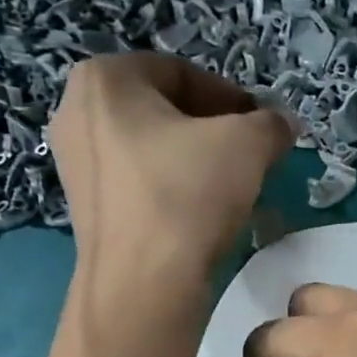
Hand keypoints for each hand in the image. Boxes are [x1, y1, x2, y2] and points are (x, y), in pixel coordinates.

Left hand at [46, 53, 292, 291]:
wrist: (144, 284)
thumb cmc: (188, 195)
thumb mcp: (248, 145)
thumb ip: (271, 124)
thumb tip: (283, 124)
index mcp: (105, 79)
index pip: (182, 73)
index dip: (231, 97)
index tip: (262, 127)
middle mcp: (76, 112)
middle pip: (164, 110)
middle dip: (213, 130)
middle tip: (251, 156)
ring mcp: (74, 164)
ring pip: (152, 149)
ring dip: (196, 161)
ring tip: (230, 188)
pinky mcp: (85, 208)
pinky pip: (138, 183)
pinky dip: (172, 190)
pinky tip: (200, 215)